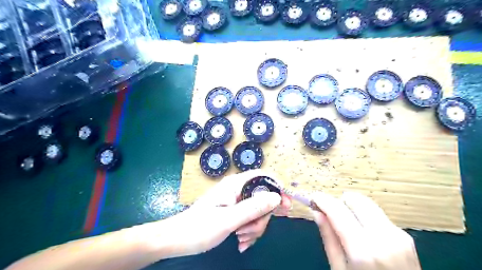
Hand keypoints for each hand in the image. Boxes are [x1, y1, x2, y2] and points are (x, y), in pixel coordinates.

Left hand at [163, 170, 289, 255]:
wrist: (178, 239)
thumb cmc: (200, 228)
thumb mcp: (229, 219)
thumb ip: (253, 207)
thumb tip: (277, 197)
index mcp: (235, 185)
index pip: (262, 176)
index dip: (277, 188)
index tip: (285, 206)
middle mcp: (237, 189)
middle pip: (262, 198)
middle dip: (261, 217)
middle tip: (250, 232)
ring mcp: (235, 201)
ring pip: (257, 211)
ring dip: (254, 227)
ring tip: (240, 238)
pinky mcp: (233, 211)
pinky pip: (249, 218)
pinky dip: (248, 231)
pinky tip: (240, 242)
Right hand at [311, 192, 420, 269]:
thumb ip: (329, 238)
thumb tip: (317, 212)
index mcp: (363, 250)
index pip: (338, 211)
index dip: (323, 200)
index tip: (313, 197)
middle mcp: (383, 237)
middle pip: (356, 200)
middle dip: (339, 201)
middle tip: (329, 212)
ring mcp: (397, 235)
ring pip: (367, 204)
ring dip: (352, 207)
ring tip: (345, 222)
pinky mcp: (404, 235)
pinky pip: (377, 214)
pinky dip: (364, 215)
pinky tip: (361, 230)